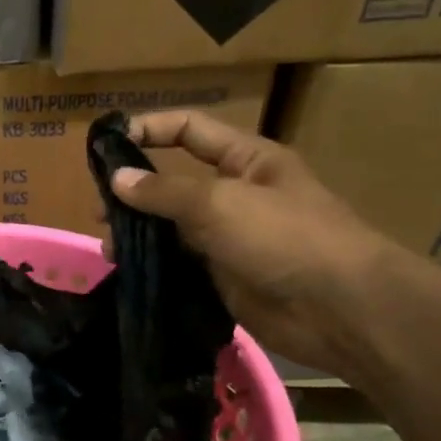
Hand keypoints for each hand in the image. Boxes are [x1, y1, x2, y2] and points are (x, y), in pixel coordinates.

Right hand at [108, 111, 408, 375]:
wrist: (341, 310)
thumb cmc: (285, 238)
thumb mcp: (219, 203)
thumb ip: (163, 191)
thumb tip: (116, 179)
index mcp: (247, 160)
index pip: (189, 130)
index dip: (149, 130)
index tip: (106, 145)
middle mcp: (236, 194)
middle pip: (174, 181)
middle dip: (134, 192)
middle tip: (99, 211)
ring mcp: (229, 238)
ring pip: (171, 227)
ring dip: (139, 234)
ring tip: (110, 250)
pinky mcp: (223, 276)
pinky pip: (179, 263)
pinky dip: (153, 265)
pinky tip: (128, 272)